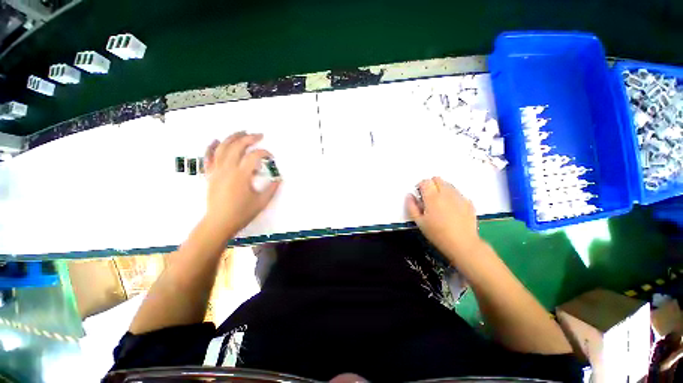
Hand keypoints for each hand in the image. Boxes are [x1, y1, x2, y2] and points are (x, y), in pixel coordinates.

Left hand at [203, 132, 280, 238]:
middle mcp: (227, 170)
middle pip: (237, 147)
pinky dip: (211, 147)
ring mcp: (216, 171)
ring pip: (222, 148)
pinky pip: (208, 157)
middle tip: (259, 135)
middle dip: (249, 138)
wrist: (219, 223)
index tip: (271, 157)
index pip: (254, 157)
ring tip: (241, 132)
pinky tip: (215, 140)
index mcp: (241, 176)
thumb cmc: (241, 213)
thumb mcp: (261, 202)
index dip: (264, 153)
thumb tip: (278, 179)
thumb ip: (272, 188)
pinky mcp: (210, 175)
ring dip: (232, 137)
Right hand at [406, 177, 483, 263]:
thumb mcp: (419, 222)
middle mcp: (447, 193)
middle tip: (429, 198)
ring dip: (442, 189)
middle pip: (437, 179)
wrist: (462, 243)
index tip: (419, 195)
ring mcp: (459, 197)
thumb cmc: (437, 233)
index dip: (420, 186)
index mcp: (433, 197)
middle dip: (431, 185)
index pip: (425, 181)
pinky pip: (458, 193)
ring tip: (440, 203)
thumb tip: (409, 195)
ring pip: (448, 184)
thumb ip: (411, 206)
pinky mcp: (469, 202)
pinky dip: (452, 196)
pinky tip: (452, 209)